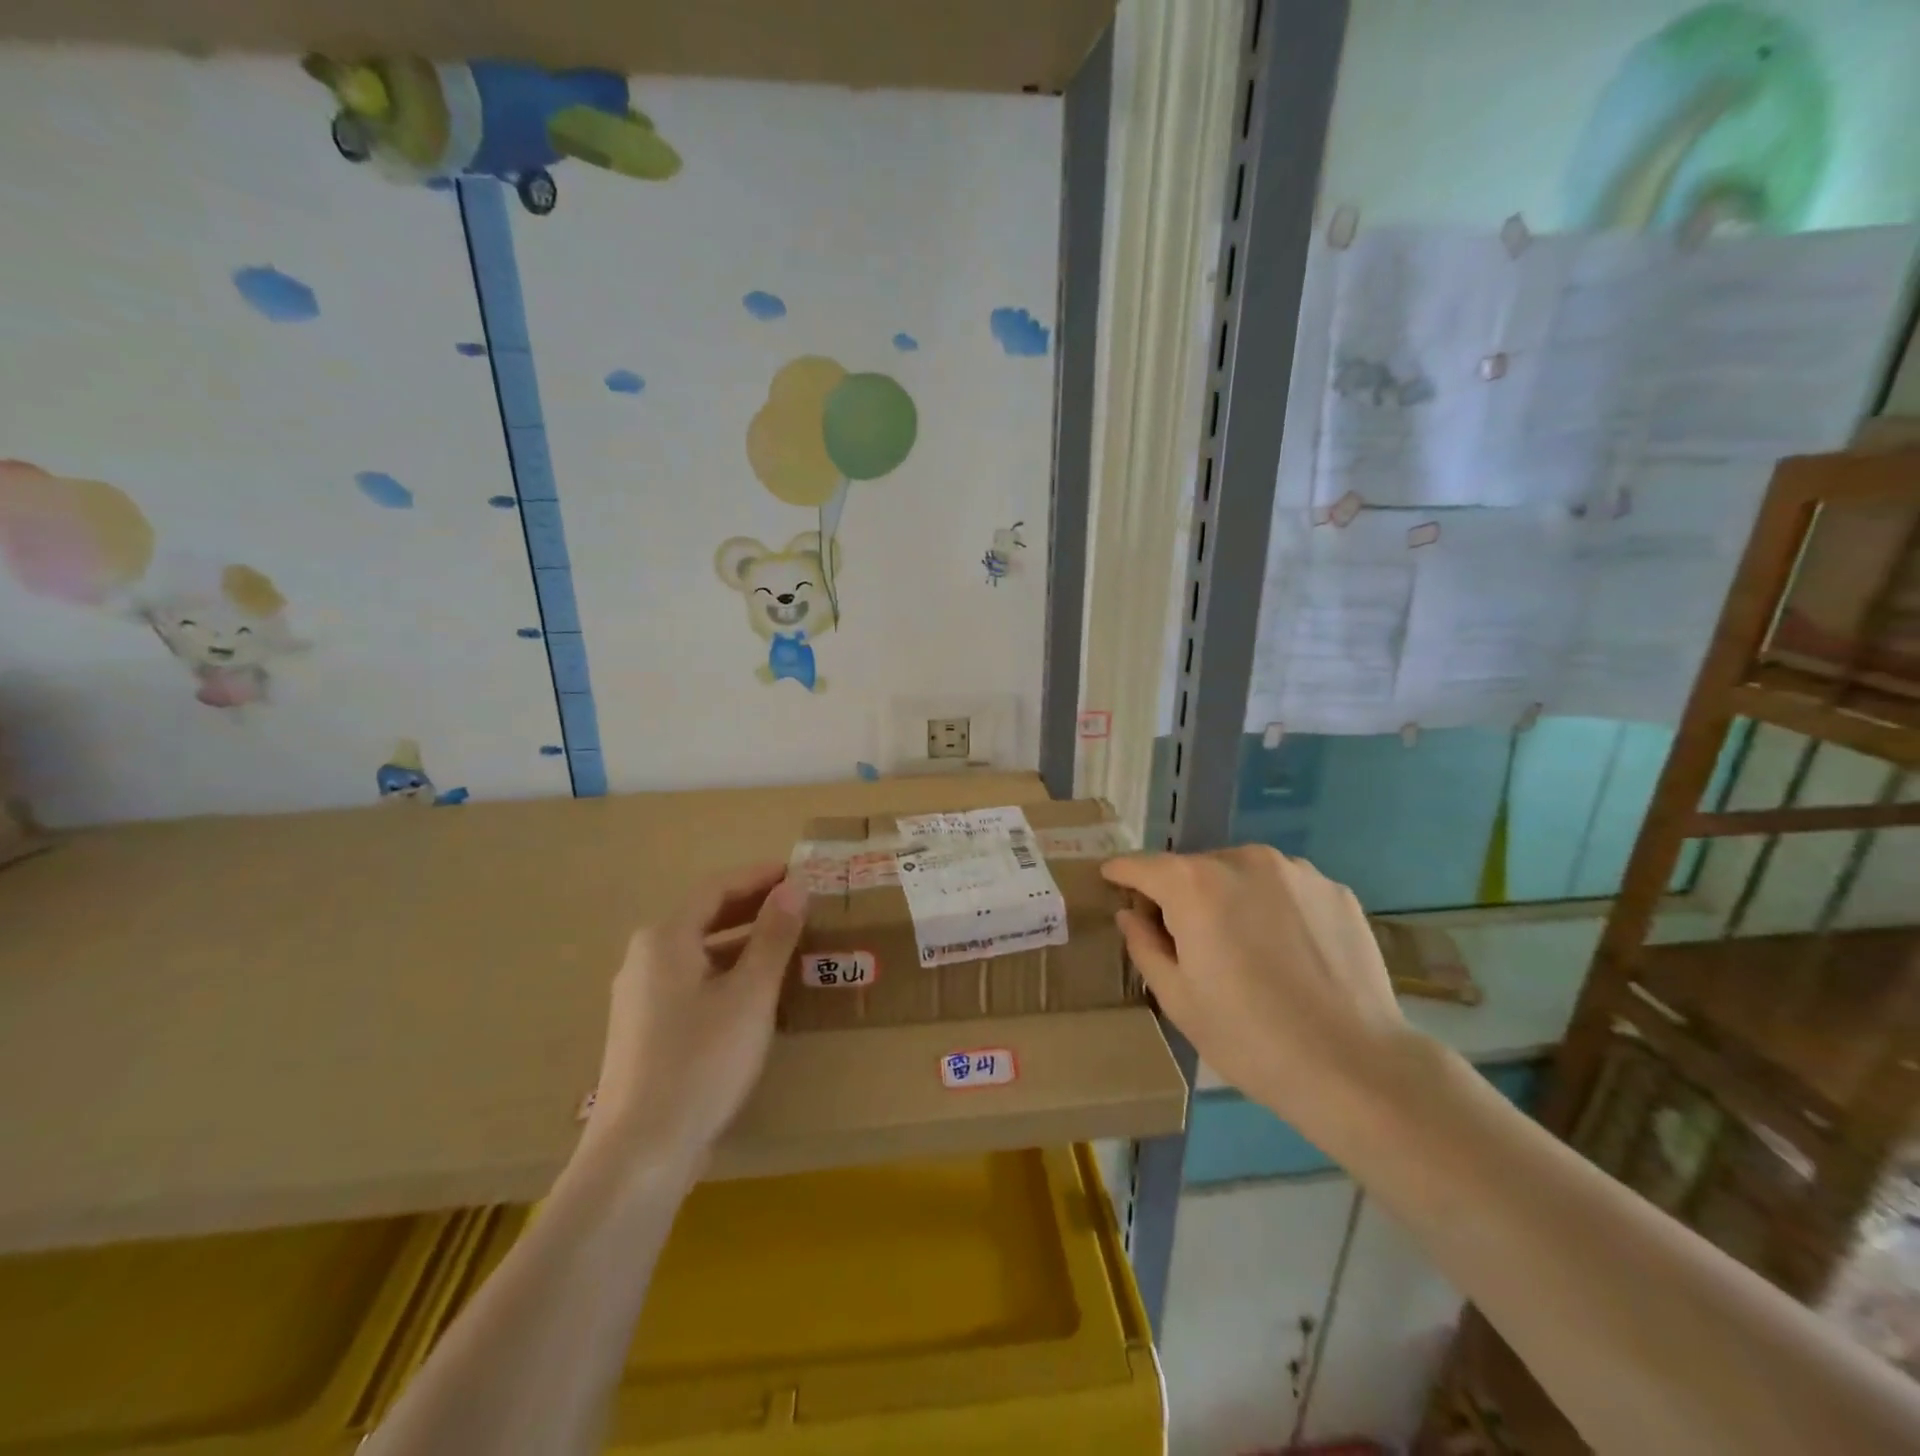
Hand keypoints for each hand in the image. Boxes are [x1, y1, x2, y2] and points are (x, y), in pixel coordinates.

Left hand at [583, 864, 806, 1175]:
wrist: (640, 1154)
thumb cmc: (702, 1061)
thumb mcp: (751, 994)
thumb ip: (773, 936)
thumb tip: (794, 887)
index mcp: (665, 939)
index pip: (717, 889)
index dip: (758, 877)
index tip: (796, 872)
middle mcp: (644, 959)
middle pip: (704, 917)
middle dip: (751, 906)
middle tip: (797, 902)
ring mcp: (639, 998)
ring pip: (698, 953)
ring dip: (741, 942)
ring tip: (785, 944)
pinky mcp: (643, 1032)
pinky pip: (691, 983)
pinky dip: (725, 973)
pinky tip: (753, 994)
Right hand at [1102, 847, 1413, 1139]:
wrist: (1356, 1067)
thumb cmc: (1250, 1037)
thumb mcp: (1178, 999)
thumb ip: (1144, 945)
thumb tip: (1131, 914)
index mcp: (1194, 885)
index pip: (1142, 865)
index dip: (1122, 874)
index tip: (1111, 880)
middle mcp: (1243, 861)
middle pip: (1194, 868)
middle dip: (1181, 895)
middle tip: (1188, 940)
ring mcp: (1295, 871)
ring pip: (1242, 874)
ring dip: (1230, 897)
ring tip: (1245, 948)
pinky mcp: (1334, 890)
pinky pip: (1285, 888)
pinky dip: (1273, 907)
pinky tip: (1288, 952)